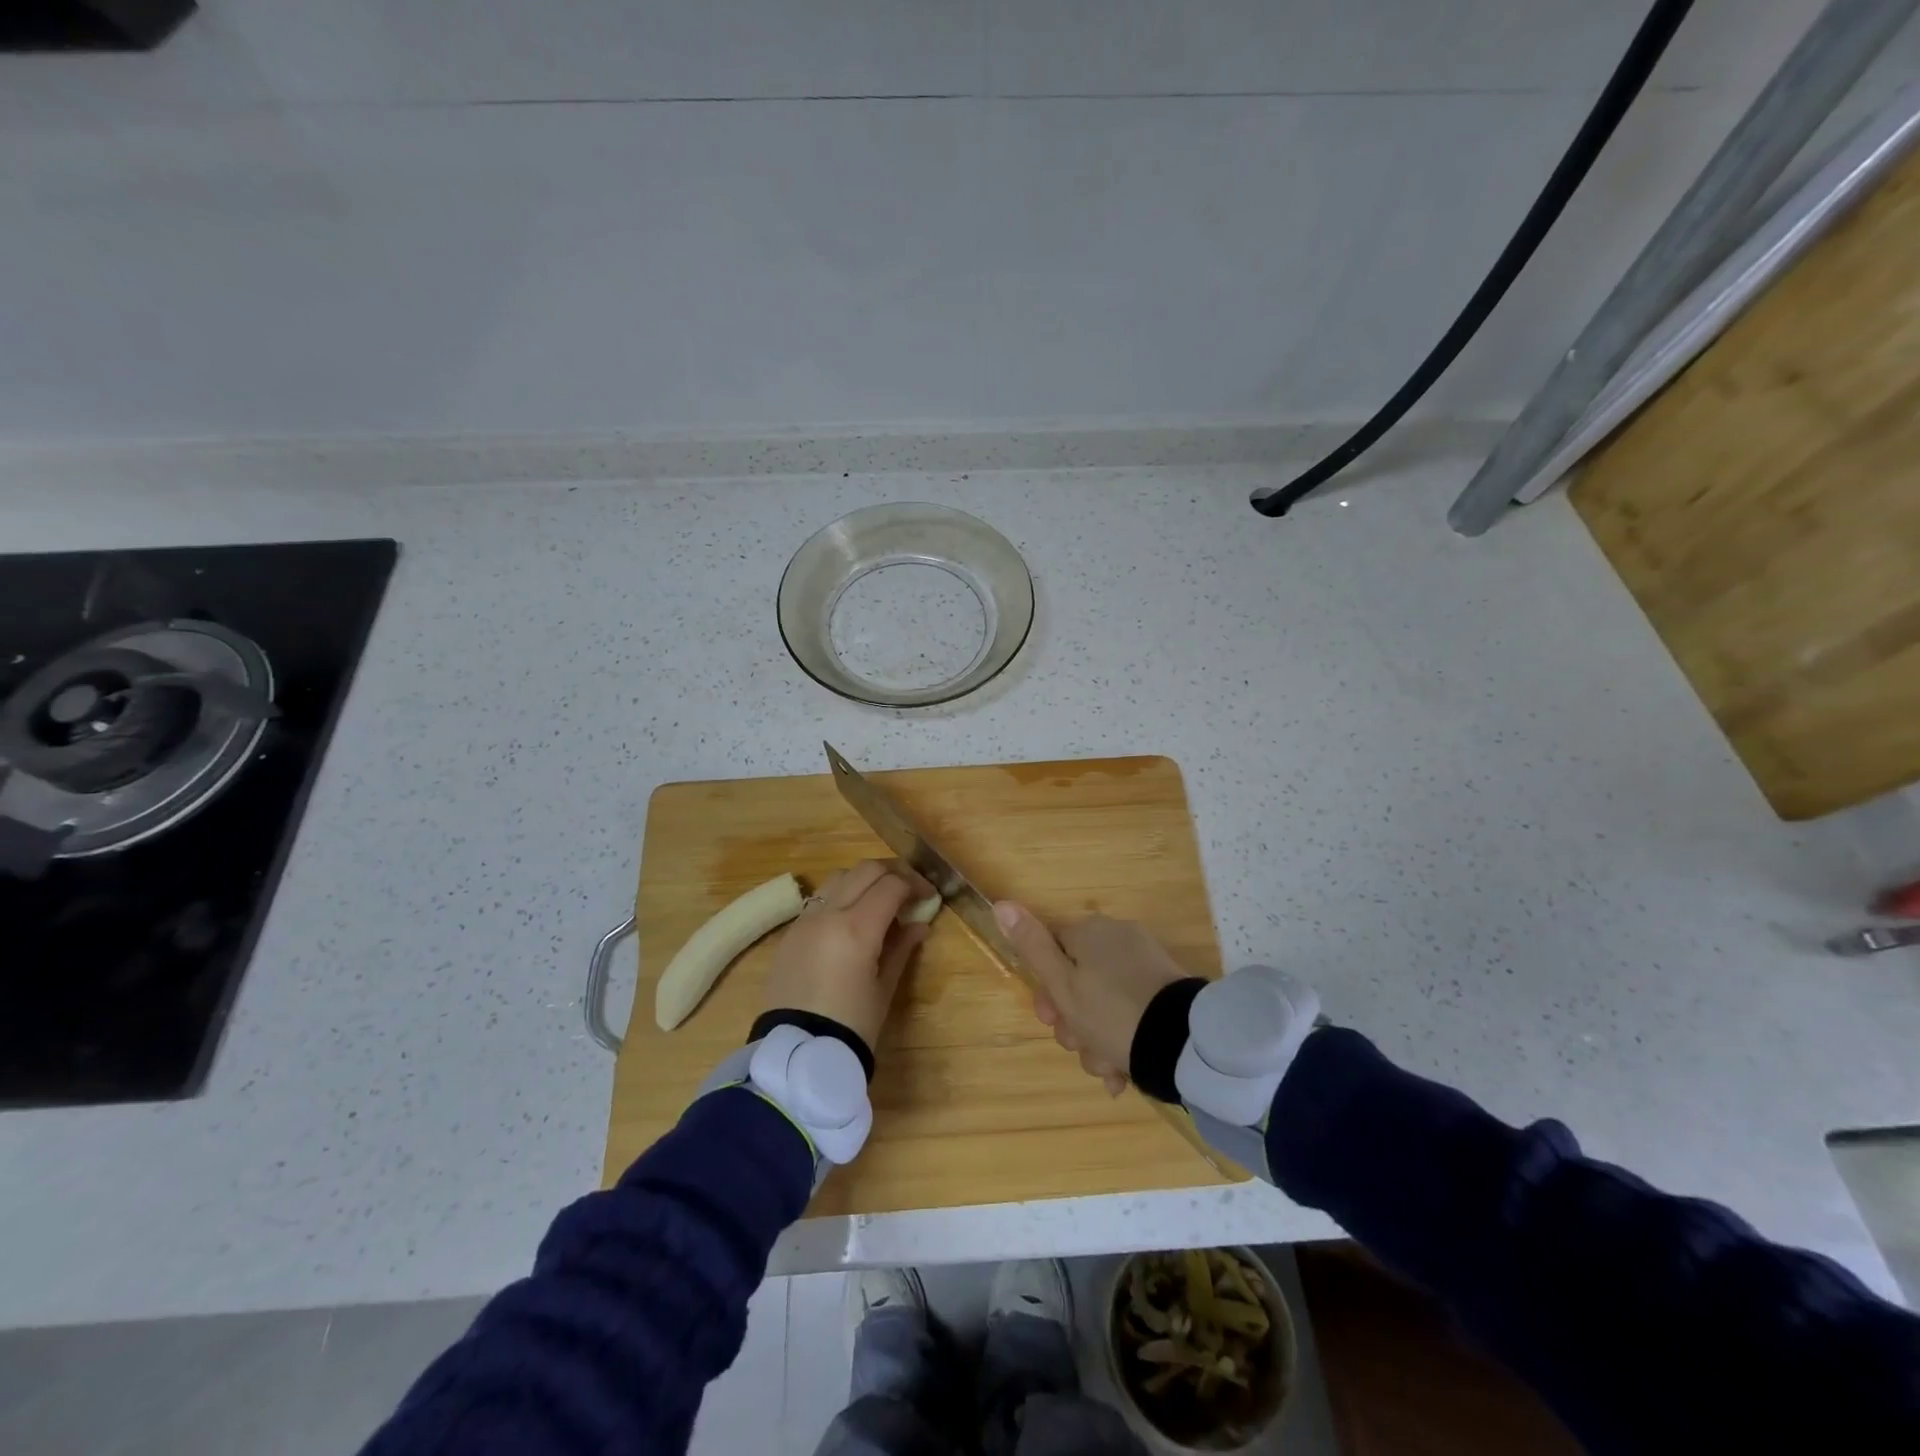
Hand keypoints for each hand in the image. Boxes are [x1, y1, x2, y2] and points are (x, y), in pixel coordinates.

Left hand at [763, 859, 933, 1051]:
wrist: (796, 1054)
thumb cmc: (851, 1026)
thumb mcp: (884, 988)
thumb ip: (901, 948)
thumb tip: (919, 924)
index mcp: (857, 928)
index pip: (892, 885)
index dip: (915, 884)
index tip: (928, 896)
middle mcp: (828, 913)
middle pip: (866, 870)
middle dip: (892, 873)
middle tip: (909, 891)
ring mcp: (805, 920)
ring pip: (839, 877)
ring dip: (864, 880)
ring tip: (879, 901)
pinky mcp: (790, 932)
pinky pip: (819, 899)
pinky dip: (841, 896)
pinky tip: (851, 919)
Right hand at [992, 903, 1188, 1096]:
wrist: (1182, 1042)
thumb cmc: (1110, 1013)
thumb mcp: (1062, 984)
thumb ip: (1032, 946)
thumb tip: (1001, 904)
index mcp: (1089, 932)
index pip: (1052, 952)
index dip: (1046, 990)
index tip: (1049, 1019)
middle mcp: (1117, 938)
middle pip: (1078, 980)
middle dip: (1073, 1021)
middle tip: (1078, 1046)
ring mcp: (1144, 963)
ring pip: (1104, 1002)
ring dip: (1097, 1039)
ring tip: (1108, 1068)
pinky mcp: (1166, 989)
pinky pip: (1131, 1011)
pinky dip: (1123, 1038)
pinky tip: (1123, 1071)